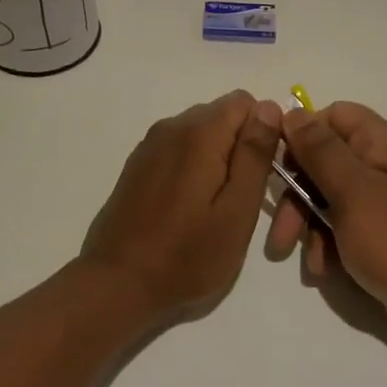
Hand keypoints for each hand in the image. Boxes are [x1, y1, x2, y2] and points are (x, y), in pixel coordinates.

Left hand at [81, 92, 284, 320]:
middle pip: (222, 115)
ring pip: (201, 132)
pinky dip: (194, 167)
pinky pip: (179, 149)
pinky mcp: (138, 164)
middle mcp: (172, 127)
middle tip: (241, 198)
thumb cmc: (186, 255)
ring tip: (215, 207)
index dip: (264, 133)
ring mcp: (151, 145)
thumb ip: (255, 155)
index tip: (262, 175)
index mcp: (200, 133)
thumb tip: (269, 107)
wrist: (117, 284)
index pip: (246, 102)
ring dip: (217, 158)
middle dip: (241, 146)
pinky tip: (188, 207)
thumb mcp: (237, 211)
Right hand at [265, 102, 386, 329]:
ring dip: (308, 223)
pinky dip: (328, 241)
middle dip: (297, 193)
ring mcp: (383, 196)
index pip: (333, 115)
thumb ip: (320, 150)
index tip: (280, 165)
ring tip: (299, 254)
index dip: (303, 135)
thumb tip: (292, 112)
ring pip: (328, 194)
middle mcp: (383, 162)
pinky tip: (323, 267)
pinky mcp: (381, 228)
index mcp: (382, 141)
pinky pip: (343, 222)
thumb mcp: (351, 192)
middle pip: (325, 159)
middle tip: (281, 229)